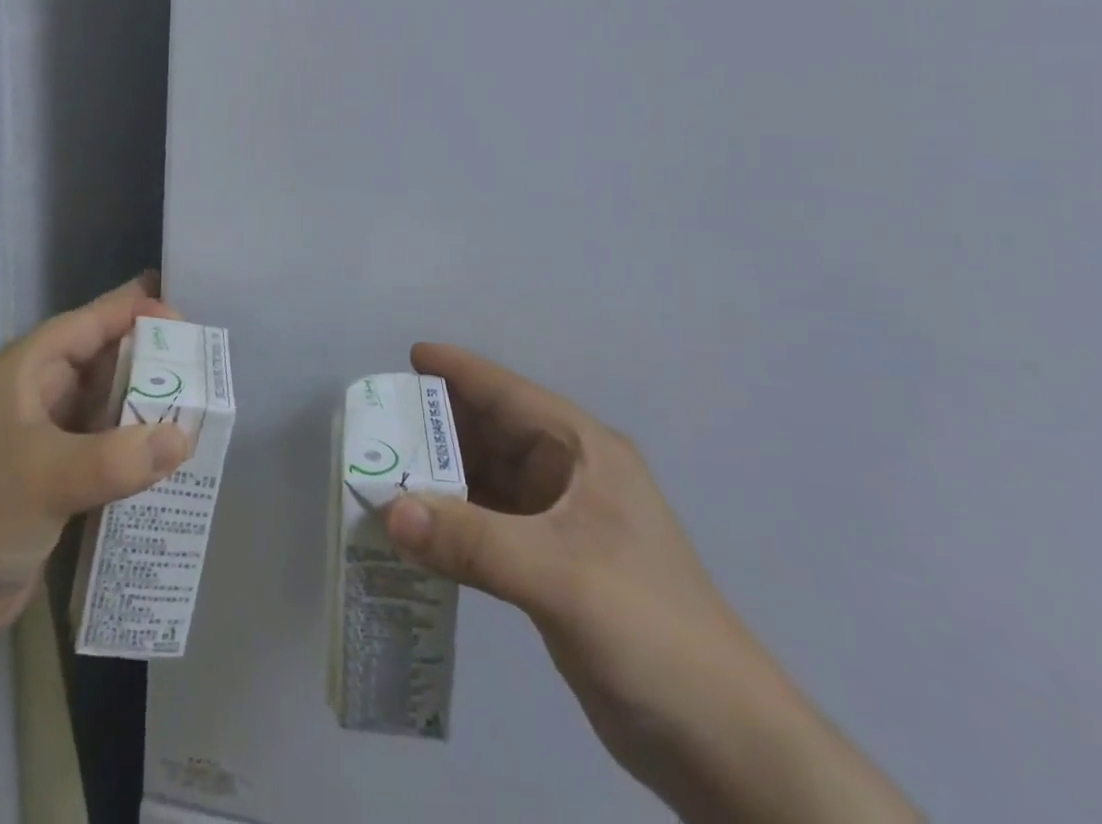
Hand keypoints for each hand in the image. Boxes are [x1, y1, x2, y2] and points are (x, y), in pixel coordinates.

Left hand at [0, 274, 191, 634]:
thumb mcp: (48, 480)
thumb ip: (116, 458)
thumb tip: (184, 438)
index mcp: (26, 371)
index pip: (87, 323)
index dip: (132, 311)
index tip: (182, 315)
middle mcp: (38, 393)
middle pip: (103, 357)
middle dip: (149, 355)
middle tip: (200, 358)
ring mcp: (48, 433)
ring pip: (108, 399)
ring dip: (146, 399)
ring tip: (197, 397)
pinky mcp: (59, 471)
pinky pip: (108, 439)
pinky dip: (137, 439)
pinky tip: (171, 446)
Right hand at [385, 344, 918, 822]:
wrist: (724, 745)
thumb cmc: (650, 630)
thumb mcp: (559, 575)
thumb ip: (472, 541)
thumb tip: (389, 509)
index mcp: (584, 452)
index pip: (511, 394)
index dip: (461, 371)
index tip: (408, 355)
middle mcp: (570, 476)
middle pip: (493, 434)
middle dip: (438, 427)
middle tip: (377, 424)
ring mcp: (561, 524)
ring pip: (487, 481)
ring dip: (441, 477)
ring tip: (383, 471)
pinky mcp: (552, 568)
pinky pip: (489, 526)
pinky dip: (453, 522)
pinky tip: (416, 528)